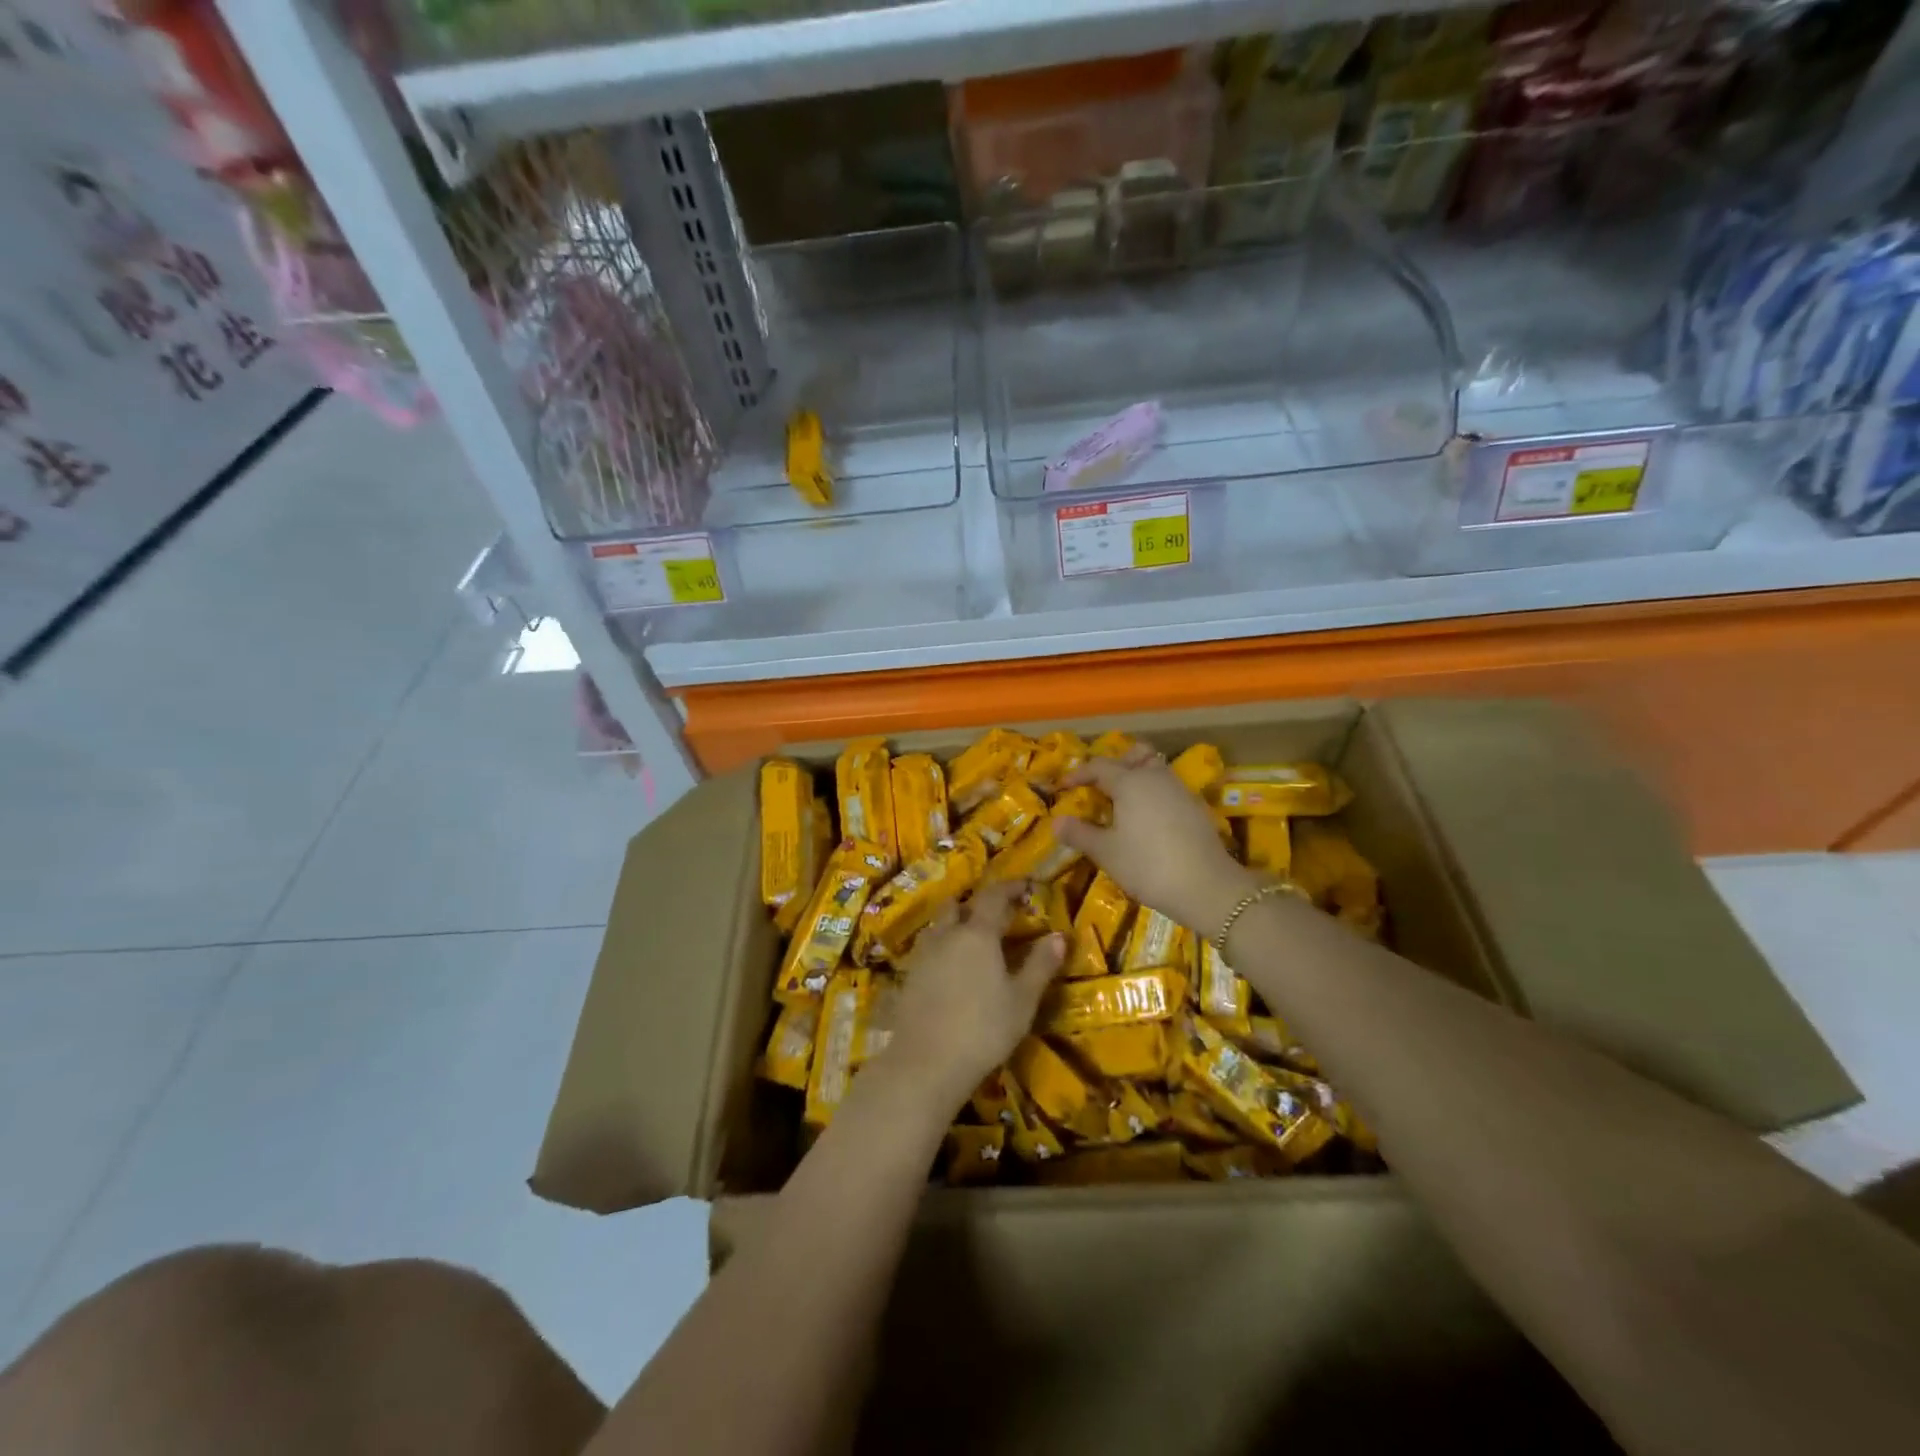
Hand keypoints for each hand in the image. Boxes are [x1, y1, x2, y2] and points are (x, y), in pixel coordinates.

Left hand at [884, 880, 1064, 1115]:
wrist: (925, 1063)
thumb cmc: (983, 1029)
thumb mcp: (1022, 1000)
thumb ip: (1040, 964)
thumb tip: (1058, 935)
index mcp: (977, 933)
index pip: (994, 896)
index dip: (1010, 887)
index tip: (1025, 886)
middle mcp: (947, 934)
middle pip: (959, 905)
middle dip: (977, 904)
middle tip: (998, 915)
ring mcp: (923, 955)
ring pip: (940, 926)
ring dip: (956, 924)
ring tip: (973, 940)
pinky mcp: (908, 976)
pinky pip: (928, 948)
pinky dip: (942, 947)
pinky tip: (951, 968)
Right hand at [1053, 745, 1262, 933]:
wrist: (1207, 887)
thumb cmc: (1148, 866)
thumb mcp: (1107, 853)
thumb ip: (1080, 834)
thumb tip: (1056, 821)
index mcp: (1130, 782)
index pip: (1098, 766)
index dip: (1078, 774)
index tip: (1062, 788)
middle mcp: (1156, 777)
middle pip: (1134, 755)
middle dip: (1115, 764)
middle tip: (1099, 786)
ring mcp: (1179, 790)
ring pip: (1155, 769)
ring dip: (1136, 777)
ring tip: (1120, 803)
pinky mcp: (1195, 808)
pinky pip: (1167, 788)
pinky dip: (1153, 793)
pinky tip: (1146, 820)